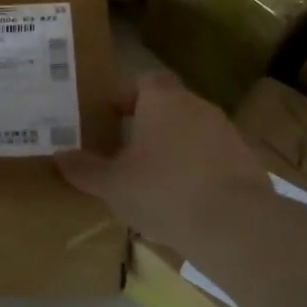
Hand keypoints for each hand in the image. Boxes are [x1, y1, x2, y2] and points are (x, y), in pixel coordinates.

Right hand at [55, 70, 262, 241]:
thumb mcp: (112, 185)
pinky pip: (212, 158)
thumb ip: (85, 169)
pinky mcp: (246, 161)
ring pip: (191, 132)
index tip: (109, 117)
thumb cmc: (163, 191)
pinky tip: (185, 200)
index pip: (143, 80)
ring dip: (173, 149)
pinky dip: (197, 171)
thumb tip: (60, 156)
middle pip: (168, 106)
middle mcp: (197, 106)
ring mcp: (226, 132)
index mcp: (162, 100)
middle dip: (147, 125)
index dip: (125, 96)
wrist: (235, 225)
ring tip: (153, 180)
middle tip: (125, 151)